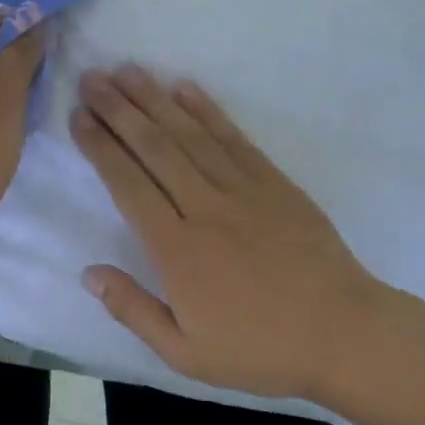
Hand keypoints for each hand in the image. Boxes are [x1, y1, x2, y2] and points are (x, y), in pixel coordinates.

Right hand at [73, 66, 392, 400]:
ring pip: (190, 135)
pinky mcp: (275, 183)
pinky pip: (234, 139)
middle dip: (119, 110)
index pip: (128, 185)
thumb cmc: (260, 350)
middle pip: (155, 149)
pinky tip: (185, 88)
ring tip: (127, 71)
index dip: (101, 148)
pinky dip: (208, 111)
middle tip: (92, 78)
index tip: (79, 117)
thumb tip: (88, 273)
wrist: (345, 335)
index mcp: (177, 250)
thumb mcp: (185, 353)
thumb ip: (133, 310)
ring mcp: (243, 190)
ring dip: (155, 100)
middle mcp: (205, 208)